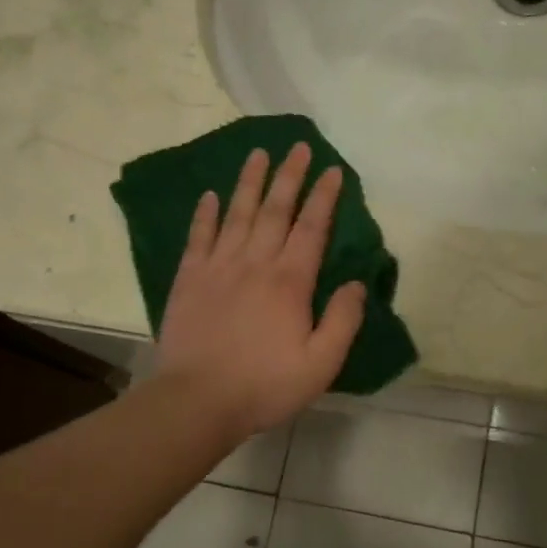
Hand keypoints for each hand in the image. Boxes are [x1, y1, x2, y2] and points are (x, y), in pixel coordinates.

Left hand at [153, 143, 366, 439]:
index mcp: (289, 281)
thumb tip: (357, 283)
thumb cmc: (264, 385)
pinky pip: (198, 237)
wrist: (197, 401)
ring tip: (258, 153)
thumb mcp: (320, 364)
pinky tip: (210, 195)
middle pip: (275, 210)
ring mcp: (218, 267)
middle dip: (289, 176)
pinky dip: (205, 214)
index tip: (332, 169)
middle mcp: (255, 263)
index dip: (324, 197)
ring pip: (237, 214)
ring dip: (249, 182)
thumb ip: (343, 321)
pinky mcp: (189, 279)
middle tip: (298, 146)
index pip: (312, 227)